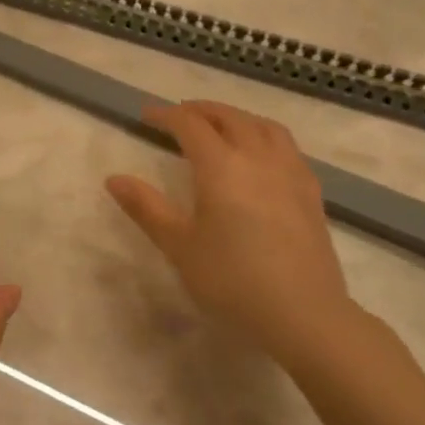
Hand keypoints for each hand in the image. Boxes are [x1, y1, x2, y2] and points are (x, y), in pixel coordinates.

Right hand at [106, 101, 361, 363]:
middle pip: (229, 118)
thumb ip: (146, 208)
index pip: (190, 125)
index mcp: (221, 166)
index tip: (147, 116)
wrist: (303, 314)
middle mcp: (257, 158)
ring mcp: (290, 172)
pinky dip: (265, 136)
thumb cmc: (232, 280)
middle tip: (180, 115)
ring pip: (263, 126)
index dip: (166, 115)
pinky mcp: (311, 192)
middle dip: (201, 110)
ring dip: (237, 118)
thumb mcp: (179, 246)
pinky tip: (261, 156)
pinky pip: (286, 146)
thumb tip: (114, 179)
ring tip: (221, 126)